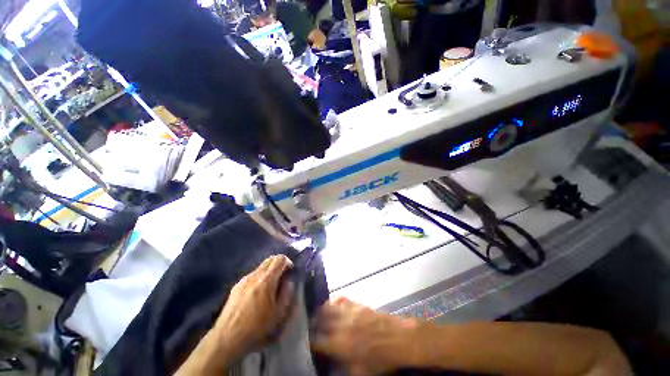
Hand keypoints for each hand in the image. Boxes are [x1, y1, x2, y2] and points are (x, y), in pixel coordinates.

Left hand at [213, 255, 294, 361]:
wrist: (227, 339)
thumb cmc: (257, 328)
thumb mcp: (279, 314)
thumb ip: (286, 293)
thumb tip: (289, 281)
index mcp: (266, 280)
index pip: (279, 259)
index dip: (287, 262)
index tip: (290, 271)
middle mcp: (254, 276)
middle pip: (269, 259)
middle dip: (278, 264)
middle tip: (283, 276)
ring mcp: (243, 280)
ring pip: (260, 267)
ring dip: (269, 271)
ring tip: (270, 287)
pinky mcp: (236, 287)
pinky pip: (252, 275)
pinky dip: (259, 277)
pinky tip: (258, 293)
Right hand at [311, 297, 419, 375]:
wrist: (398, 339)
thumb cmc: (381, 359)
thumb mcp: (361, 372)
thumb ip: (343, 368)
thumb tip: (333, 364)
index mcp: (339, 344)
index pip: (317, 341)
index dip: (310, 341)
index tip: (306, 341)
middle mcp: (341, 325)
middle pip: (320, 319)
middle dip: (313, 323)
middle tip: (310, 326)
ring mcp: (349, 312)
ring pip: (328, 306)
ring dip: (321, 310)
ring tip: (318, 314)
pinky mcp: (356, 304)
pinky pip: (342, 299)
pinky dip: (335, 301)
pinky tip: (335, 304)